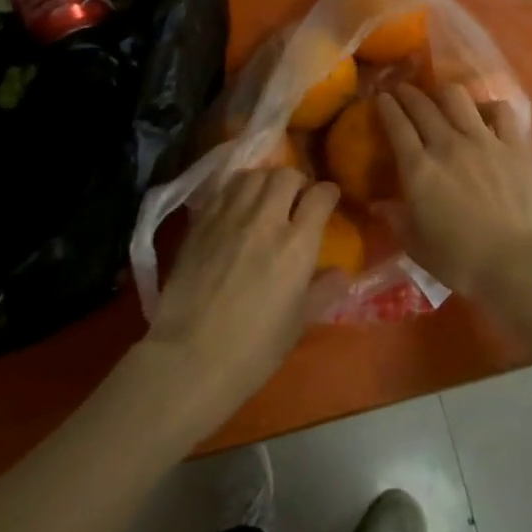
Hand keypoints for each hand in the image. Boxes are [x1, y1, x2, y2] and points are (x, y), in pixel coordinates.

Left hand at [144, 167, 339, 435]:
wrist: (190, 356)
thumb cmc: (253, 348)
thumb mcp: (298, 323)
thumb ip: (323, 291)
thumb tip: (341, 273)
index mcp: (297, 244)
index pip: (320, 196)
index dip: (328, 193)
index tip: (328, 200)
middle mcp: (265, 218)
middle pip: (286, 175)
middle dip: (297, 182)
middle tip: (296, 199)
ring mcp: (229, 215)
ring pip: (254, 175)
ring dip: (266, 181)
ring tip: (265, 198)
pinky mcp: (201, 220)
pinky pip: (225, 189)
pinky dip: (237, 190)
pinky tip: (236, 207)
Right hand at [376, 84, 531, 301]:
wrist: (517, 263)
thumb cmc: (460, 261)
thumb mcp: (416, 246)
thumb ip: (396, 219)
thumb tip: (376, 204)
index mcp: (419, 169)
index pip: (397, 125)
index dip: (386, 107)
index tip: (380, 97)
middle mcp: (447, 145)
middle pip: (422, 106)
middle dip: (408, 93)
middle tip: (402, 90)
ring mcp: (483, 140)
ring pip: (457, 98)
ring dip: (443, 93)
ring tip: (440, 96)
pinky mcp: (515, 145)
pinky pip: (501, 111)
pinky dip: (489, 107)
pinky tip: (485, 113)